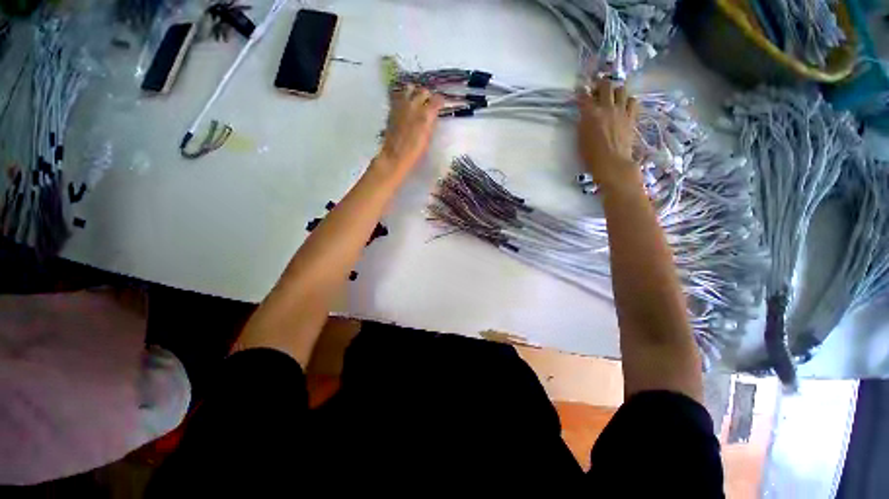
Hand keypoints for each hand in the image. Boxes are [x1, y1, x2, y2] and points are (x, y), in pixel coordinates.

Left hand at [378, 84, 444, 171]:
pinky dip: (403, 96)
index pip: (437, 100)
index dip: (440, 102)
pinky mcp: (392, 107)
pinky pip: (398, 94)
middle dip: (427, 96)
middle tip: (428, 103)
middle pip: (424, 91)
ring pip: (410, 88)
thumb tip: (433, 115)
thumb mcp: (428, 137)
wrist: (395, 154)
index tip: (440, 106)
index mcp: (426, 114)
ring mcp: (402, 104)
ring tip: (415, 100)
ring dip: (414, 92)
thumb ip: (431, 123)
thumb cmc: (415, 151)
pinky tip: (405, 104)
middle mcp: (414, 105)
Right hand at [577, 78, 640, 189]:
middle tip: (597, 90)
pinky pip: (633, 101)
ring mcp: (621, 111)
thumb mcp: (581, 138)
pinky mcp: (631, 116)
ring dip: (615, 90)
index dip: (581, 92)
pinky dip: (627, 100)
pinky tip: (624, 106)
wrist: (612, 163)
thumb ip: (583, 122)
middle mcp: (607, 107)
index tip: (580, 91)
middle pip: (605, 85)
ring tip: (612, 97)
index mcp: (590, 114)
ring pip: (621, 89)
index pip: (584, 96)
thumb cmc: (591, 155)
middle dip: (600, 84)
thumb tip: (585, 113)